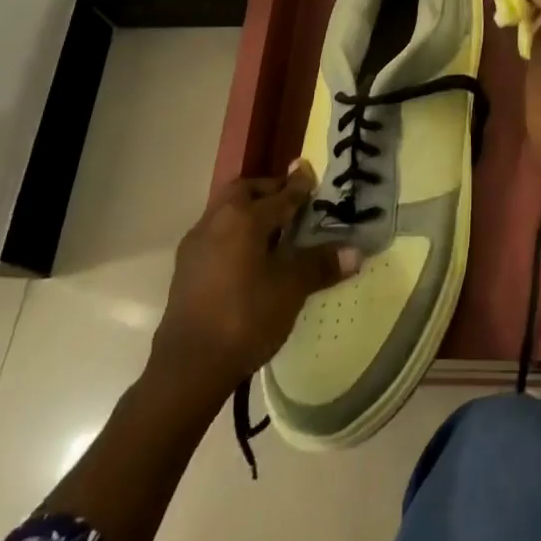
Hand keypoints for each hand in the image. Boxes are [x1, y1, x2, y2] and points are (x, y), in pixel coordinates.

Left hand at [152, 162, 358, 389]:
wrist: (187, 367)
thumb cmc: (245, 318)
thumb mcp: (291, 289)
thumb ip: (321, 265)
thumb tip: (355, 252)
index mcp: (244, 218)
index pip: (281, 194)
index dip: (300, 185)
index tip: (310, 172)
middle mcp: (216, 221)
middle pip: (245, 192)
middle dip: (269, 191)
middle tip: (292, 202)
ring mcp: (195, 244)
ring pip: (226, 211)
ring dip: (249, 211)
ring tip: (273, 229)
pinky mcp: (185, 268)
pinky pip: (215, 234)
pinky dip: (235, 232)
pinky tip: (248, 256)